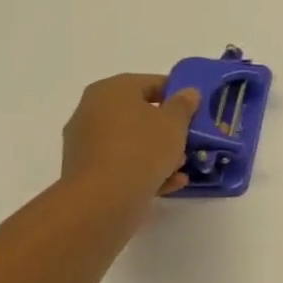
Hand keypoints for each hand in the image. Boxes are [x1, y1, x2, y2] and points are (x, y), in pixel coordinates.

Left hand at [60, 73, 199, 199]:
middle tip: (191, 137)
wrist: (103, 199)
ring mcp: (86, 143)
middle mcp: (92, 112)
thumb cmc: (142, 148)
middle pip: (139, 113)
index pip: (151, 83)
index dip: (177, 94)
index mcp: (111, 91)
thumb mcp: (174, 122)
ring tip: (182, 164)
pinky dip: (145, 169)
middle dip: (167, 126)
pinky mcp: (88, 172)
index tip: (196, 109)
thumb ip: (184, 105)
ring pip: (132, 141)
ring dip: (159, 151)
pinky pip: (123, 164)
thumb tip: (187, 92)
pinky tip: (171, 181)